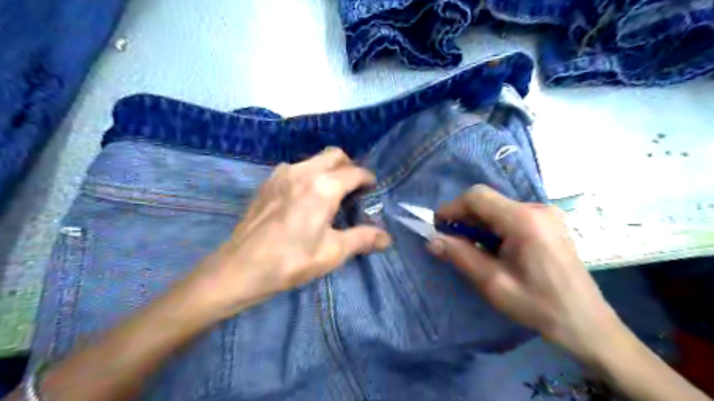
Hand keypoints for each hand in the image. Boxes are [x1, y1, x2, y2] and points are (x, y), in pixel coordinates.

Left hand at [186, 149, 392, 320]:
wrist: (240, 268)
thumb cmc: (291, 261)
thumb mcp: (332, 252)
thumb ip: (363, 239)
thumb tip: (387, 238)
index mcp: (323, 187)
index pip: (355, 172)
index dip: (368, 179)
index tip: (372, 190)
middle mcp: (303, 172)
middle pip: (335, 155)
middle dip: (349, 167)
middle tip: (354, 189)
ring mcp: (282, 173)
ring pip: (314, 159)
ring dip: (328, 169)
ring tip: (331, 193)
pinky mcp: (268, 181)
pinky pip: (296, 168)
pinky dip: (309, 174)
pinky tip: (305, 197)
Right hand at [425, 186, 622, 357]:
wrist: (585, 322)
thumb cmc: (538, 305)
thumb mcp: (493, 283)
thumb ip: (460, 256)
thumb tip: (431, 240)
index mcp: (524, 221)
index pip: (477, 197)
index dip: (452, 208)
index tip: (437, 227)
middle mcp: (537, 208)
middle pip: (488, 201)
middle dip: (464, 218)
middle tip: (451, 242)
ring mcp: (546, 214)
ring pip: (498, 207)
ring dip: (479, 224)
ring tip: (473, 249)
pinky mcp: (548, 222)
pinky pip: (511, 215)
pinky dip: (494, 227)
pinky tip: (494, 248)